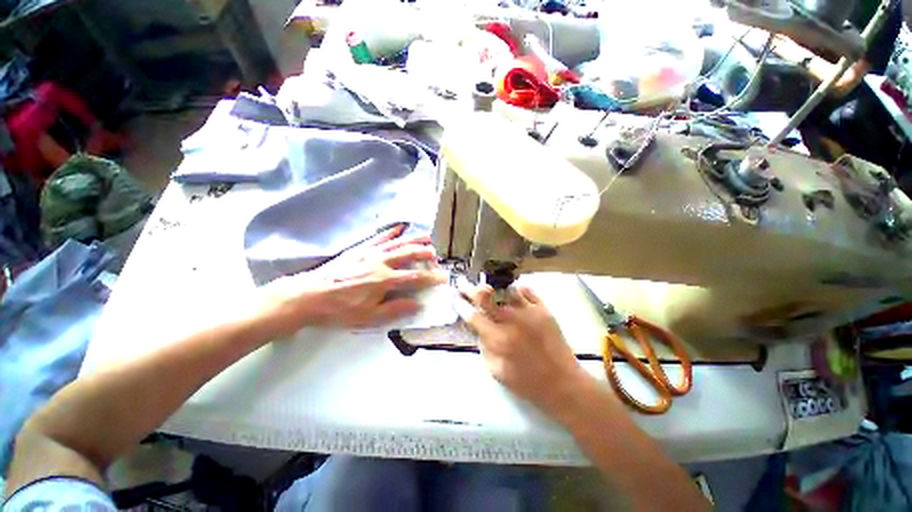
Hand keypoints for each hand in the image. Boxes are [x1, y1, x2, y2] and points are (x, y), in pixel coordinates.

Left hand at [256, 225, 446, 336]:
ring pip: (398, 242)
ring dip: (414, 239)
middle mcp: (381, 262)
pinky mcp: (360, 249)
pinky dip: (391, 232)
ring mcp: (370, 253)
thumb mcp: (368, 317)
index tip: (444, 278)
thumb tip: (417, 303)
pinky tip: (399, 228)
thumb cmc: (339, 310)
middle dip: (425, 252)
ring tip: (427, 236)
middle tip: (436, 254)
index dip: (432, 277)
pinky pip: (379, 237)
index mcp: (384, 280)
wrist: (309, 295)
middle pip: (409, 253)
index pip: (415, 277)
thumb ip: (395, 309)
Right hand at [454, 282, 588, 416]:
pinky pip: (527, 291)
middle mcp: (512, 321)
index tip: (453, 296)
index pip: (473, 316)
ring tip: (487, 286)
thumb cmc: (528, 383)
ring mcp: (530, 312)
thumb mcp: (497, 372)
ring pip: (506, 289)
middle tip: (464, 285)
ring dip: (493, 287)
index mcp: (499, 339)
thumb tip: (478, 328)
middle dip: (471, 289)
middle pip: (486, 296)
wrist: (563, 384)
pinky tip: (511, 291)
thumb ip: (484, 347)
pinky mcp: (544, 310)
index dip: (460, 304)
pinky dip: (516, 289)